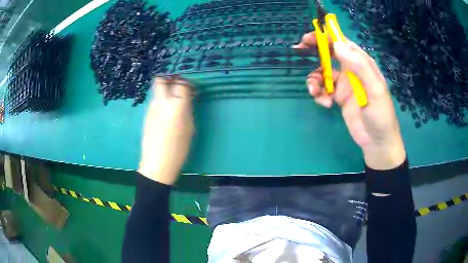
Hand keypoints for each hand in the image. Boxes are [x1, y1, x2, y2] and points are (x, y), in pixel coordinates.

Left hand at [138, 77, 193, 184]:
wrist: (157, 163)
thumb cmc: (178, 148)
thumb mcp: (189, 128)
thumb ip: (187, 108)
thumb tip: (187, 97)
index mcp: (176, 105)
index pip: (181, 83)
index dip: (187, 82)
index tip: (191, 86)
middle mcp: (162, 101)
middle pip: (162, 79)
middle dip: (170, 77)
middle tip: (178, 83)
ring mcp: (152, 107)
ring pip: (158, 90)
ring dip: (166, 90)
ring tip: (173, 99)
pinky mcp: (147, 114)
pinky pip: (155, 101)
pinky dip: (162, 100)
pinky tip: (166, 112)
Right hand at [294, 33, 405, 169]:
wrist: (377, 143)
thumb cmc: (380, 116)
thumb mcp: (374, 90)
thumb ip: (359, 66)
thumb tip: (338, 45)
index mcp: (362, 64)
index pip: (342, 43)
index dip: (326, 36)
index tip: (309, 37)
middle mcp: (352, 70)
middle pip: (330, 52)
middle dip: (314, 49)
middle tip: (299, 49)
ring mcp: (344, 84)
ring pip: (322, 72)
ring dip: (314, 79)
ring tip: (314, 92)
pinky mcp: (338, 97)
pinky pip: (323, 89)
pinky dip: (319, 94)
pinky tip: (325, 104)